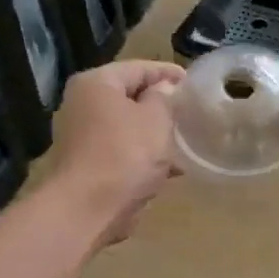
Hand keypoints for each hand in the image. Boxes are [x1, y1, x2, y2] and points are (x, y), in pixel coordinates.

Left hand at [46, 61, 183, 245]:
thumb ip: (164, 98)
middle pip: (131, 97)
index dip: (170, 73)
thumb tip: (164, 90)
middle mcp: (83, 105)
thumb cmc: (124, 154)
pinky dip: (144, 157)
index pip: (139, 68)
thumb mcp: (156, 119)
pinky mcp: (88, 165)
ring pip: (128, 127)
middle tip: (192, 113)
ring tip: (187, 143)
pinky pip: (123, 152)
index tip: (195, 83)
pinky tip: (171, 170)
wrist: (87, 210)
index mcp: (96, 83)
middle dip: (162, 107)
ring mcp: (83, 137)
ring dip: (156, 135)